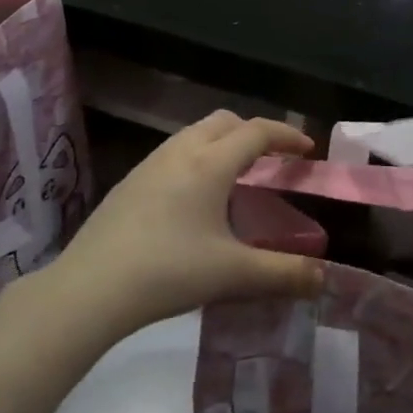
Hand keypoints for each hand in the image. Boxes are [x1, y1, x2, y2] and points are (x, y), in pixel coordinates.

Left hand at [33, 111, 323, 338]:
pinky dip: (197, 159)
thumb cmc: (168, 272)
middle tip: (272, 160)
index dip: (286, 136)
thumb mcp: (233, 274)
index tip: (307, 150)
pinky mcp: (128, 184)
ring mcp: (148, 165)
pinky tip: (193, 199)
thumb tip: (323, 279)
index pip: (257, 132)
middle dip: (253, 132)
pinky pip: (173, 154)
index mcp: (210, 163)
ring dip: (222, 143)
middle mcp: (180, 152)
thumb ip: (284, 274)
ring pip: (194, 135)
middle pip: (224, 122)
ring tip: (235, 177)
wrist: (88, 290)